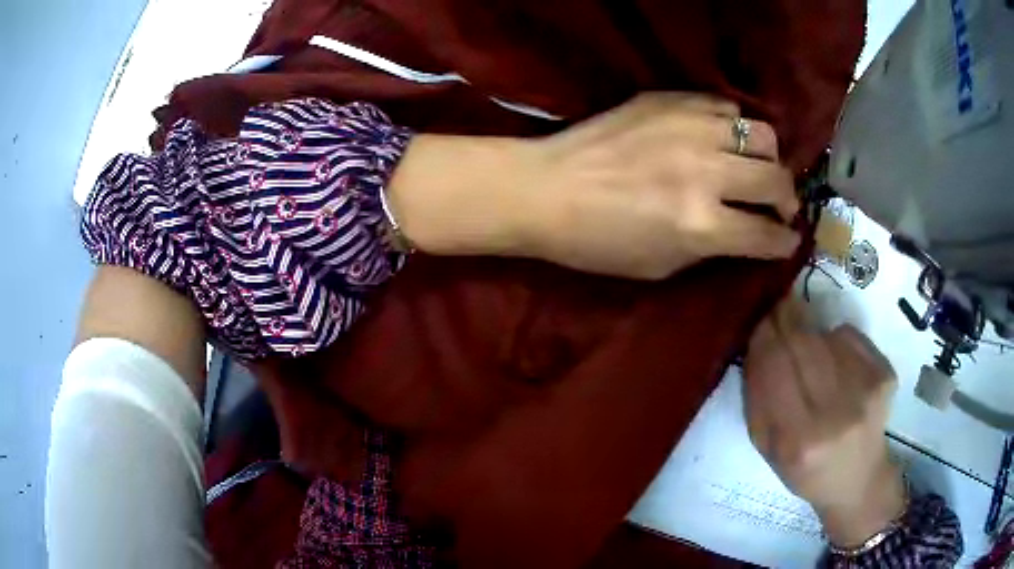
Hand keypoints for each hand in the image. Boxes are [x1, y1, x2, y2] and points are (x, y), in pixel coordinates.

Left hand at [387, 93, 800, 279]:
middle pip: (777, 179)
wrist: (546, 189)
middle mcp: (705, 171)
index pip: (767, 234)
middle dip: (788, 200)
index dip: (785, 242)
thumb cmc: (597, 242)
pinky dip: (735, 125)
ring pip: (761, 133)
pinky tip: (725, 138)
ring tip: (757, 168)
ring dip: (769, 157)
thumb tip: (747, 234)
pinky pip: (725, 105)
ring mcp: (689, 128)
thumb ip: (712, 248)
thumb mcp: (661, 265)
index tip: (788, 240)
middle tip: (780, 207)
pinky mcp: (670, 100)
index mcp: (700, 224)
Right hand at [744, 299, 904, 547]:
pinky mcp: (885, 373)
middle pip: (803, 344)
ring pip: (826, 335)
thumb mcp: (768, 449)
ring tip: (806, 345)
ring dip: (809, 330)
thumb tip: (758, 344)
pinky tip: (835, 360)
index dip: (765, 336)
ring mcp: (866, 390)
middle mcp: (837, 413)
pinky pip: (850, 336)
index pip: (775, 368)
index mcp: (799, 441)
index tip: (758, 319)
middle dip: (785, 318)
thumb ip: (757, 400)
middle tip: (777, 308)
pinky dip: (835, 338)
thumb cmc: (806, 469)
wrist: (858, 479)